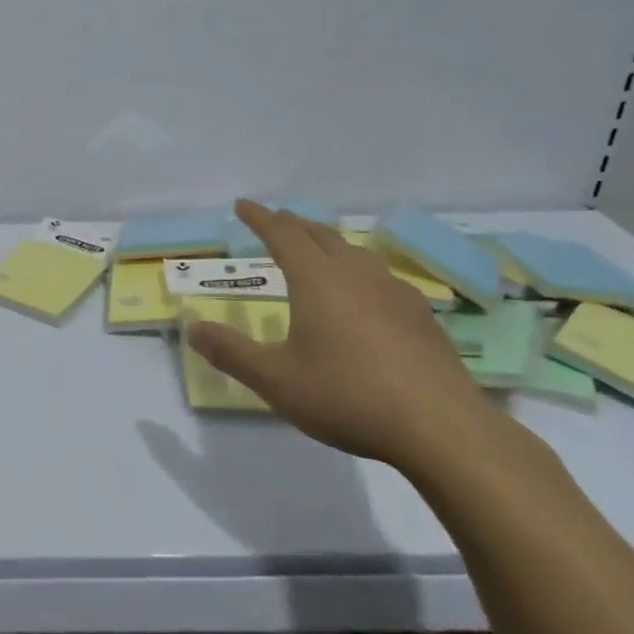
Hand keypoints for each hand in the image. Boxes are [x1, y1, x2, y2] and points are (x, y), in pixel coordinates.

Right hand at [186, 200, 497, 468]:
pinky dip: (358, 270)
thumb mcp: (275, 380)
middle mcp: (356, 275)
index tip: (243, 205)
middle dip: (294, 224)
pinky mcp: (420, 316)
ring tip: (317, 248)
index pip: (283, 235)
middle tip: (276, 220)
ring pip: (354, 252)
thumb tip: (192, 328)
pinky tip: (364, 293)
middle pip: (321, 235)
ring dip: (328, 243)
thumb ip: (231, 352)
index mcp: (317, 280)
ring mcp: (393, 292)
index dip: (260, 218)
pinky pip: (379, 276)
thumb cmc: (347, 396)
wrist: (441, 427)